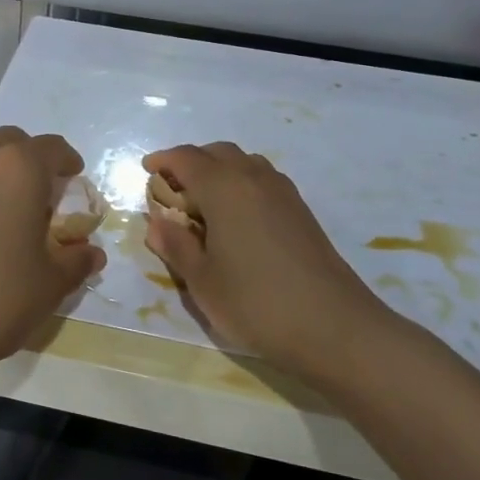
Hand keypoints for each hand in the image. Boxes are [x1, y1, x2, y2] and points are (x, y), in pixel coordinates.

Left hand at [0, 127, 105, 375]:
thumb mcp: (50, 283)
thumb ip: (76, 260)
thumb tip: (91, 253)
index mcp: (17, 168)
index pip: (52, 148)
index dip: (68, 163)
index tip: (73, 180)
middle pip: (11, 144)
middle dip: (28, 162)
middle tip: (38, 198)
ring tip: (2, 218)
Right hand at [143, 143, 402, 374]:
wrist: (333, 327)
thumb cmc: (255, 302)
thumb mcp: (201, 280)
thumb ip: (175, 245)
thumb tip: (158, 222)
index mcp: (224, 188)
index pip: (186, 158)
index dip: (163, 160)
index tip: (146, 170)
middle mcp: (254, 178)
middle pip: (217, 153)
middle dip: (190, 162)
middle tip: (171, 189)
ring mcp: (283, 193)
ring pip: (243, 163)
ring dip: (218, 171)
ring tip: (202, 204)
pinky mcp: (301, 211)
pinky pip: (262, 180)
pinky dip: (240, 185)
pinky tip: (235, 220)